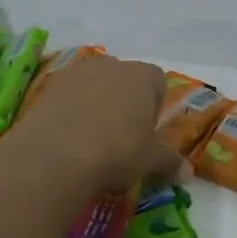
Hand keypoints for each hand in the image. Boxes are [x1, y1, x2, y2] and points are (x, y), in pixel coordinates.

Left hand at [3, 55, 178, 193]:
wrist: (53, 157)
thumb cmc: (115, 152)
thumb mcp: (149, 161)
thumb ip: (170, 161)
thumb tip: (188, 172)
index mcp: (141, 76)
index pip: (157, 80)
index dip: (155, 104)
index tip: (147, 131)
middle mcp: (110, 65)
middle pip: (124, 79)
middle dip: (125, 102)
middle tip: (121, 137)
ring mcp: (76, 73)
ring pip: (94, 85)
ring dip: (95, 104)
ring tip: (90, 140)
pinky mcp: (48, 87)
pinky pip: (67, 96)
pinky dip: (70, 111)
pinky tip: (67, 139)